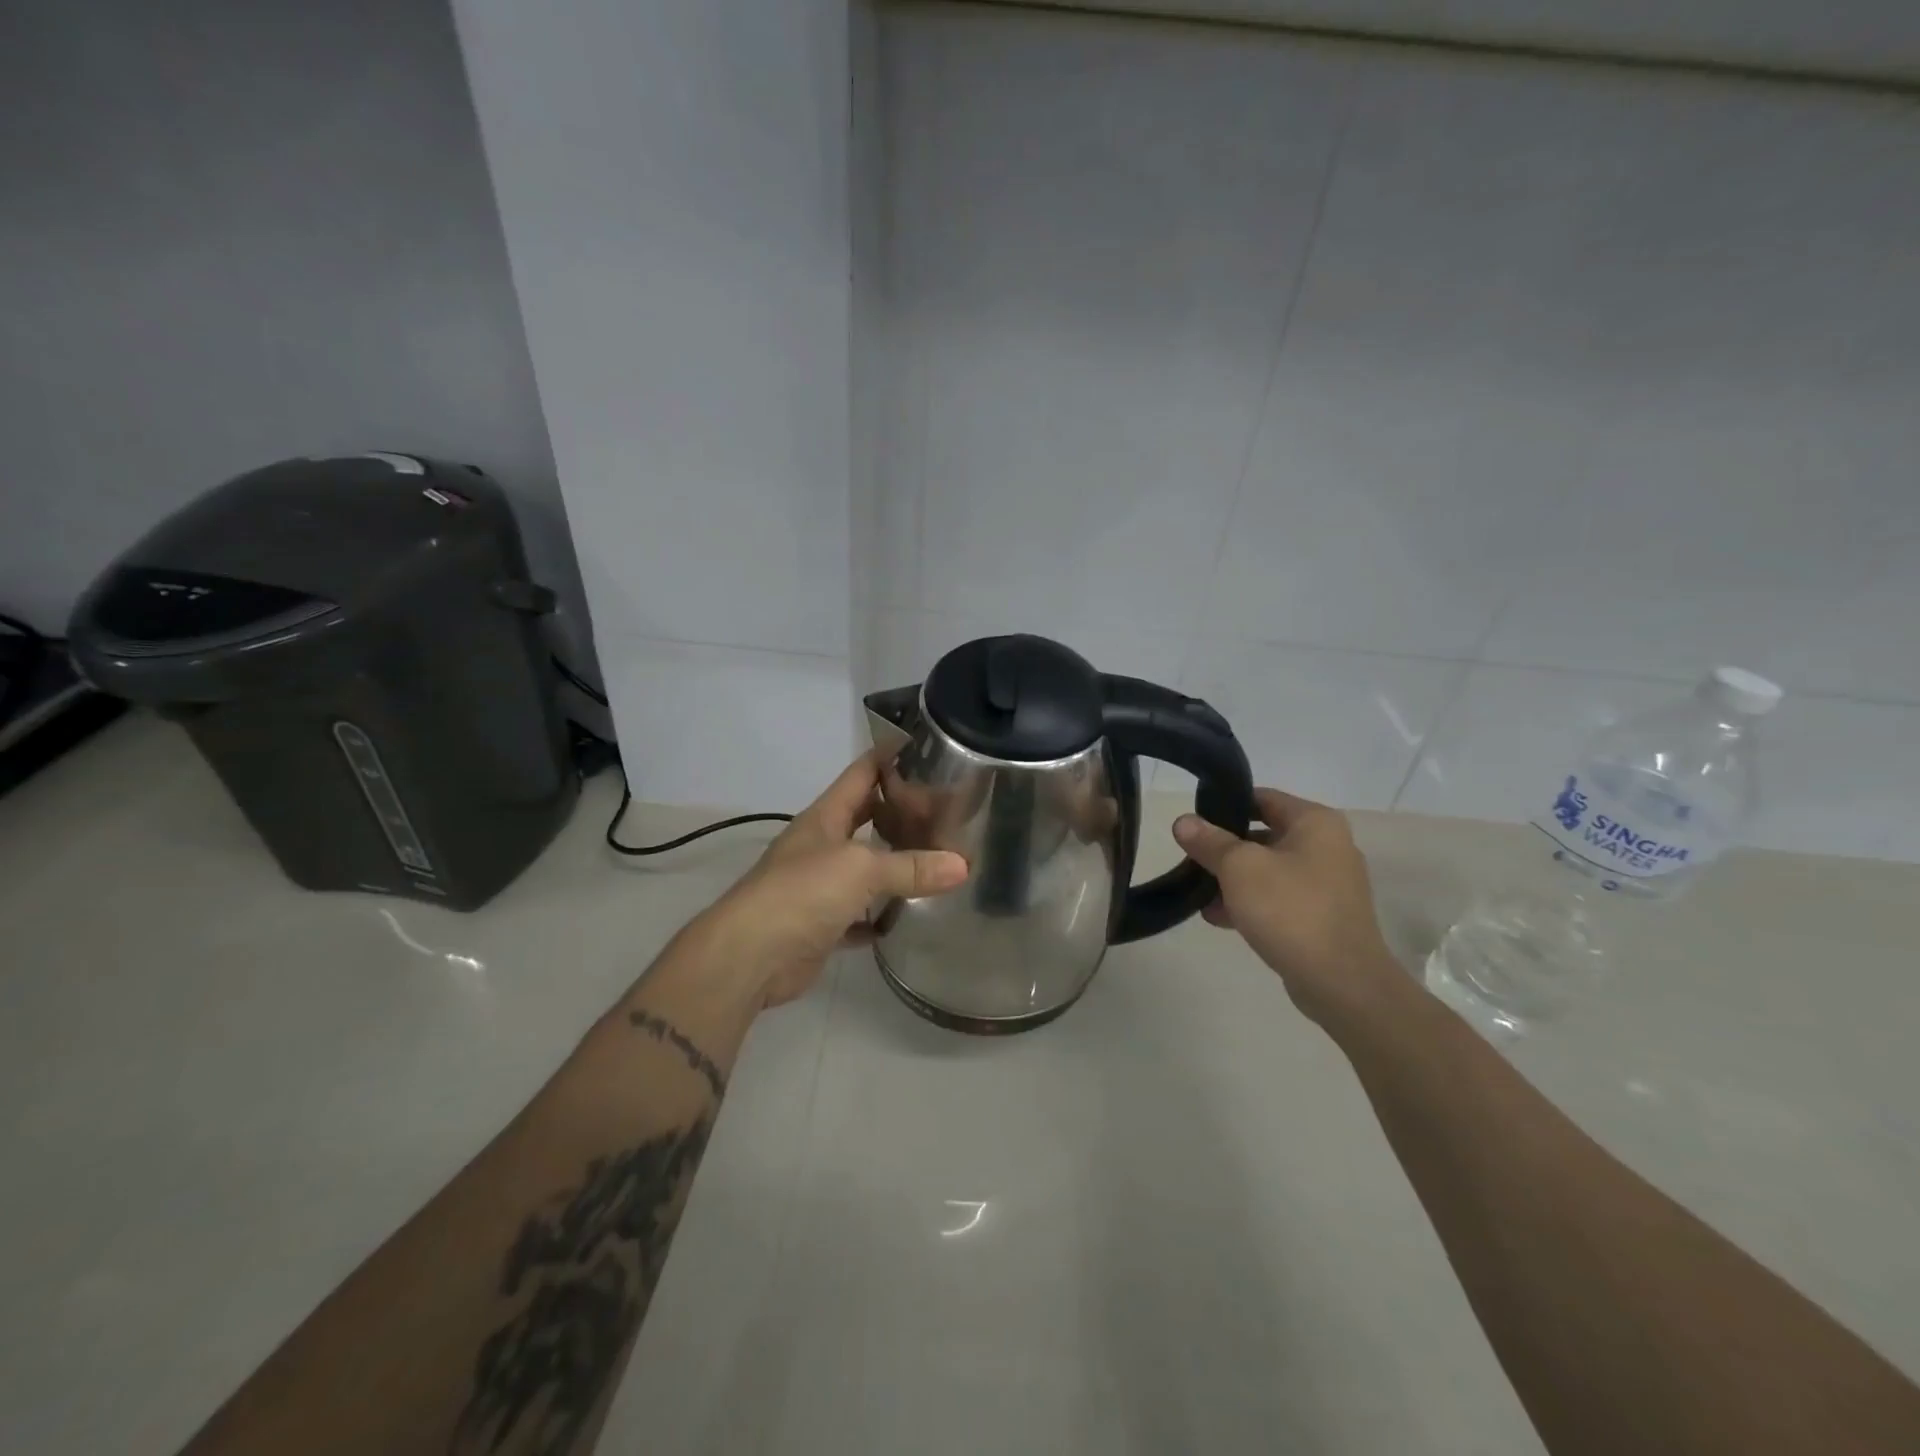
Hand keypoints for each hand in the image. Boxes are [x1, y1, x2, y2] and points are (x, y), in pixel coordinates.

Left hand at [689, 753, 968, 1008]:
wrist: (750, 957)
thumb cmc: (802, 893)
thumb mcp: (861, 869)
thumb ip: (911, 867)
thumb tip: (963, 865)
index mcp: (825, 817)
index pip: (861, 773)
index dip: (889, 756)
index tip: (926, 746)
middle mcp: (822, 845)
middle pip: (865, 817)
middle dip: (900, 811)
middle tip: (945, 809)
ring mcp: (819, 885)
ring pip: (865, 867)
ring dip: (894, 863)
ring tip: (939, 856)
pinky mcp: (822, 924)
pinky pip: (860, 914)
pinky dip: (881, 914)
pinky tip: (909, 914)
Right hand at [1172, 788, 1405, 1027]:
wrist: (1342, 982)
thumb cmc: (1291, 910)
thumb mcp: (1239, 868)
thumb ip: (1209, 841)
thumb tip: (1183, 821)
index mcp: (1315, 822)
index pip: (1262, 798)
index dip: (1224, 805)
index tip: (1192, 822)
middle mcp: (1328, 846)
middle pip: (1264, 834)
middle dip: (1224, 848)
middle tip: (1191, 859)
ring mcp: (1329, 884)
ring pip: (1269, 870)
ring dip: (1233, 880)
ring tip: (1199, 894)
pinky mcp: (1323, 917)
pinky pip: (1279, 899)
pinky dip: (1251, 903)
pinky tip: (1219, 918)